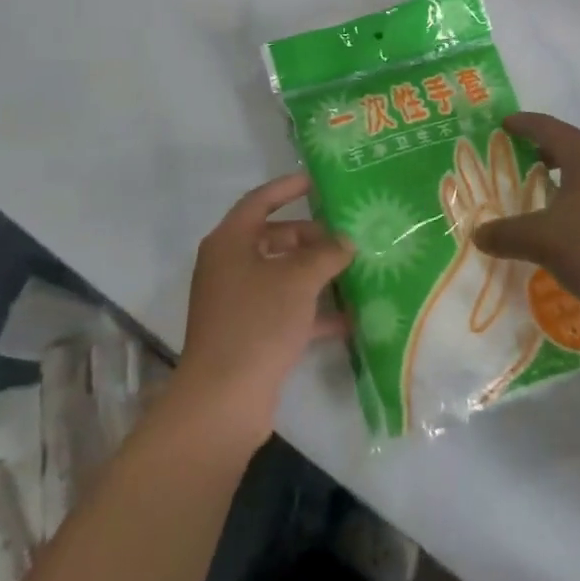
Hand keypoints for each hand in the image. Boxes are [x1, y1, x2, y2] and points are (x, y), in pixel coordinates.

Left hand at [174, 174, 353, 440]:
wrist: (223, 399)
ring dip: (315, 274)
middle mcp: (229, 266)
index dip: (287, 188)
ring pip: (281, 276)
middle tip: (348, 237)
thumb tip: (345, 242)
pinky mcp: (249, 334)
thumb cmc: (257, 322)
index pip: (259, 201)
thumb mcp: (297, 280)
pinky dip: (312, 311)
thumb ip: (325, 254)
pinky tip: (349, 318)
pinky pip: (284, 310)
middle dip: (311, 237)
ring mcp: (238, 302)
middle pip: (273, 239)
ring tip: (355, 271)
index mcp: (229, 242)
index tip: (317, 181)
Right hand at [471, 113, 579, 343]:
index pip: (546, 126)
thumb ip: (508, 235)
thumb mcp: (545, 242)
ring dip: (568, 187)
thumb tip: (478, 234)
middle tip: (516, 169)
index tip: (503, 125)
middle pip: (573, 150)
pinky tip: (577, 240)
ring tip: (543, 206)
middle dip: (544, 157)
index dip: (522, 124)